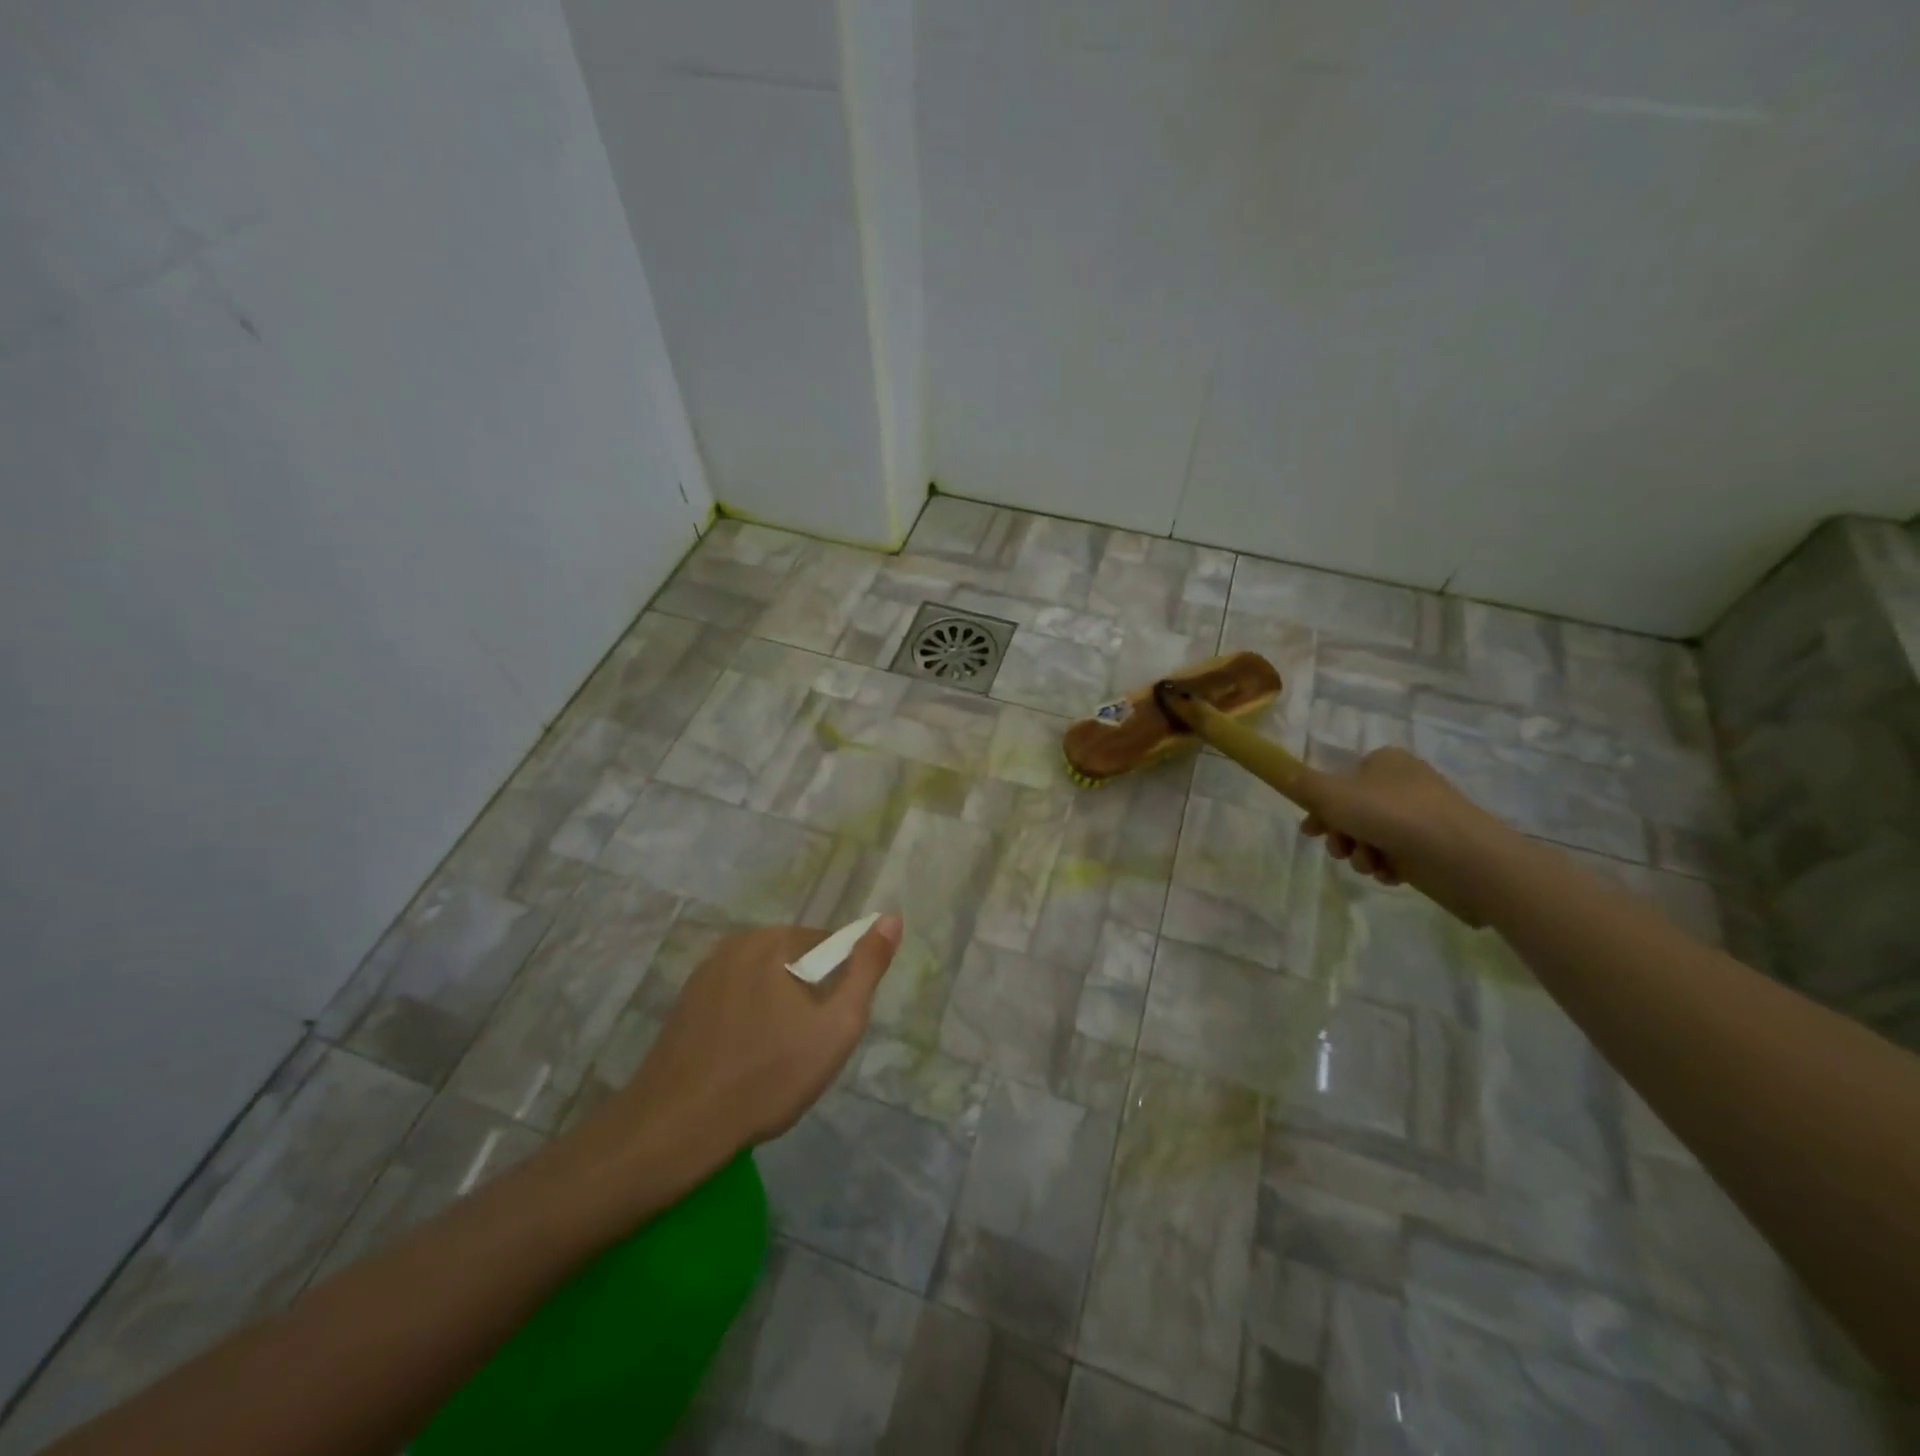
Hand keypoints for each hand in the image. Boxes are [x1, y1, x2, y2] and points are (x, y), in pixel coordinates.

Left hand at [609, 916, 901, 1151]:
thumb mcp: (836, 1025)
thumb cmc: (767, 1075)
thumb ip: (867, 968)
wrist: (676, 1127)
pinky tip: (743, 1061)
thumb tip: (892, 918)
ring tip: (775, 1060)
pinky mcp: (684, 1004)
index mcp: (772, 940)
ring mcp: (704, 973)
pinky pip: (735, 1000)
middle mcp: (735, 944)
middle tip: (807, 1048)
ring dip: (778, 1009)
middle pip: (794, 961)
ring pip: (764, 982)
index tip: (832, 1026)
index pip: (828, 944)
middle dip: (809, 997)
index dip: (841, 984)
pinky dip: (748, 1021)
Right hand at [1293, 747, 1514, 925]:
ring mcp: (1421, 816)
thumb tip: (1278, 769)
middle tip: (1339, 849)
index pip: (1339, 782)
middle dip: (1341, 835)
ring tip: (1370, 863)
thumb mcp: (1334, 795)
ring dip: (1361, 854)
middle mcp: (1403, 784)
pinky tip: (1390, 873)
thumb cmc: (1394, 816)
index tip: (1311, 831)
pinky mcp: (1434, 846)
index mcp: (1384, 762)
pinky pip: (1396, 855)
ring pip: (1371, 836)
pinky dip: (1386, 866)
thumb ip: (1302, 784)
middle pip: (1352, 812)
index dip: (1320, 808)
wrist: (1465, 857)